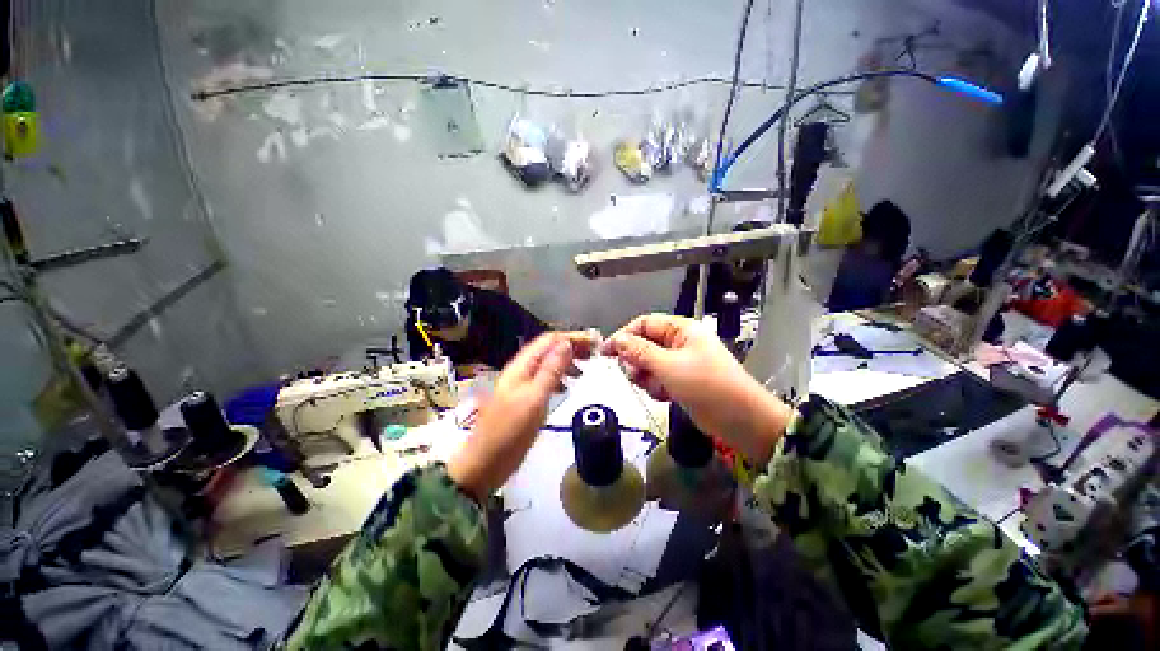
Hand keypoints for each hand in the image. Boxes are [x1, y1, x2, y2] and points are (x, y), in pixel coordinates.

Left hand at [447, 331, 596, 499]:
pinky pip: (544, 379)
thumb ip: (551, 370)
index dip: (572, 337)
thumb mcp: (535, 399)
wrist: (485, 463)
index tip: (594, 342)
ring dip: (566, 362)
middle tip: (593, 354)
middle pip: (548, 349)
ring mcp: (522, 385)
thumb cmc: (510, 431)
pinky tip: (566, 387)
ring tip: (583, 371)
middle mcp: (521, 370)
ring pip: (547, 364)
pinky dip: (559, 378)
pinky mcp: (524, 398)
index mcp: (522, 366)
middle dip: (571, 347)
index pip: (549, 340)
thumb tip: (566, 344)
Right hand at [602, 314, 791, 463]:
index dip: (624, 335)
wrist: (742, 420)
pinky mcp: (681, 381)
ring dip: (646, 377)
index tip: (606, 352)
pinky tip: (665, 396)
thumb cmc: (707, 386)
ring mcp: (681, 362)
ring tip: (657, 388)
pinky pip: (658, 379)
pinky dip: (656, 387)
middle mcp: (679, 342)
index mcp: (681, 330)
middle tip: (635, 376)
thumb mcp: (669, 366)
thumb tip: (617, 340)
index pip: (644, 324)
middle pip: (644, 345)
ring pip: (648, 364)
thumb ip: (639, 352)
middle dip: (636, 361)